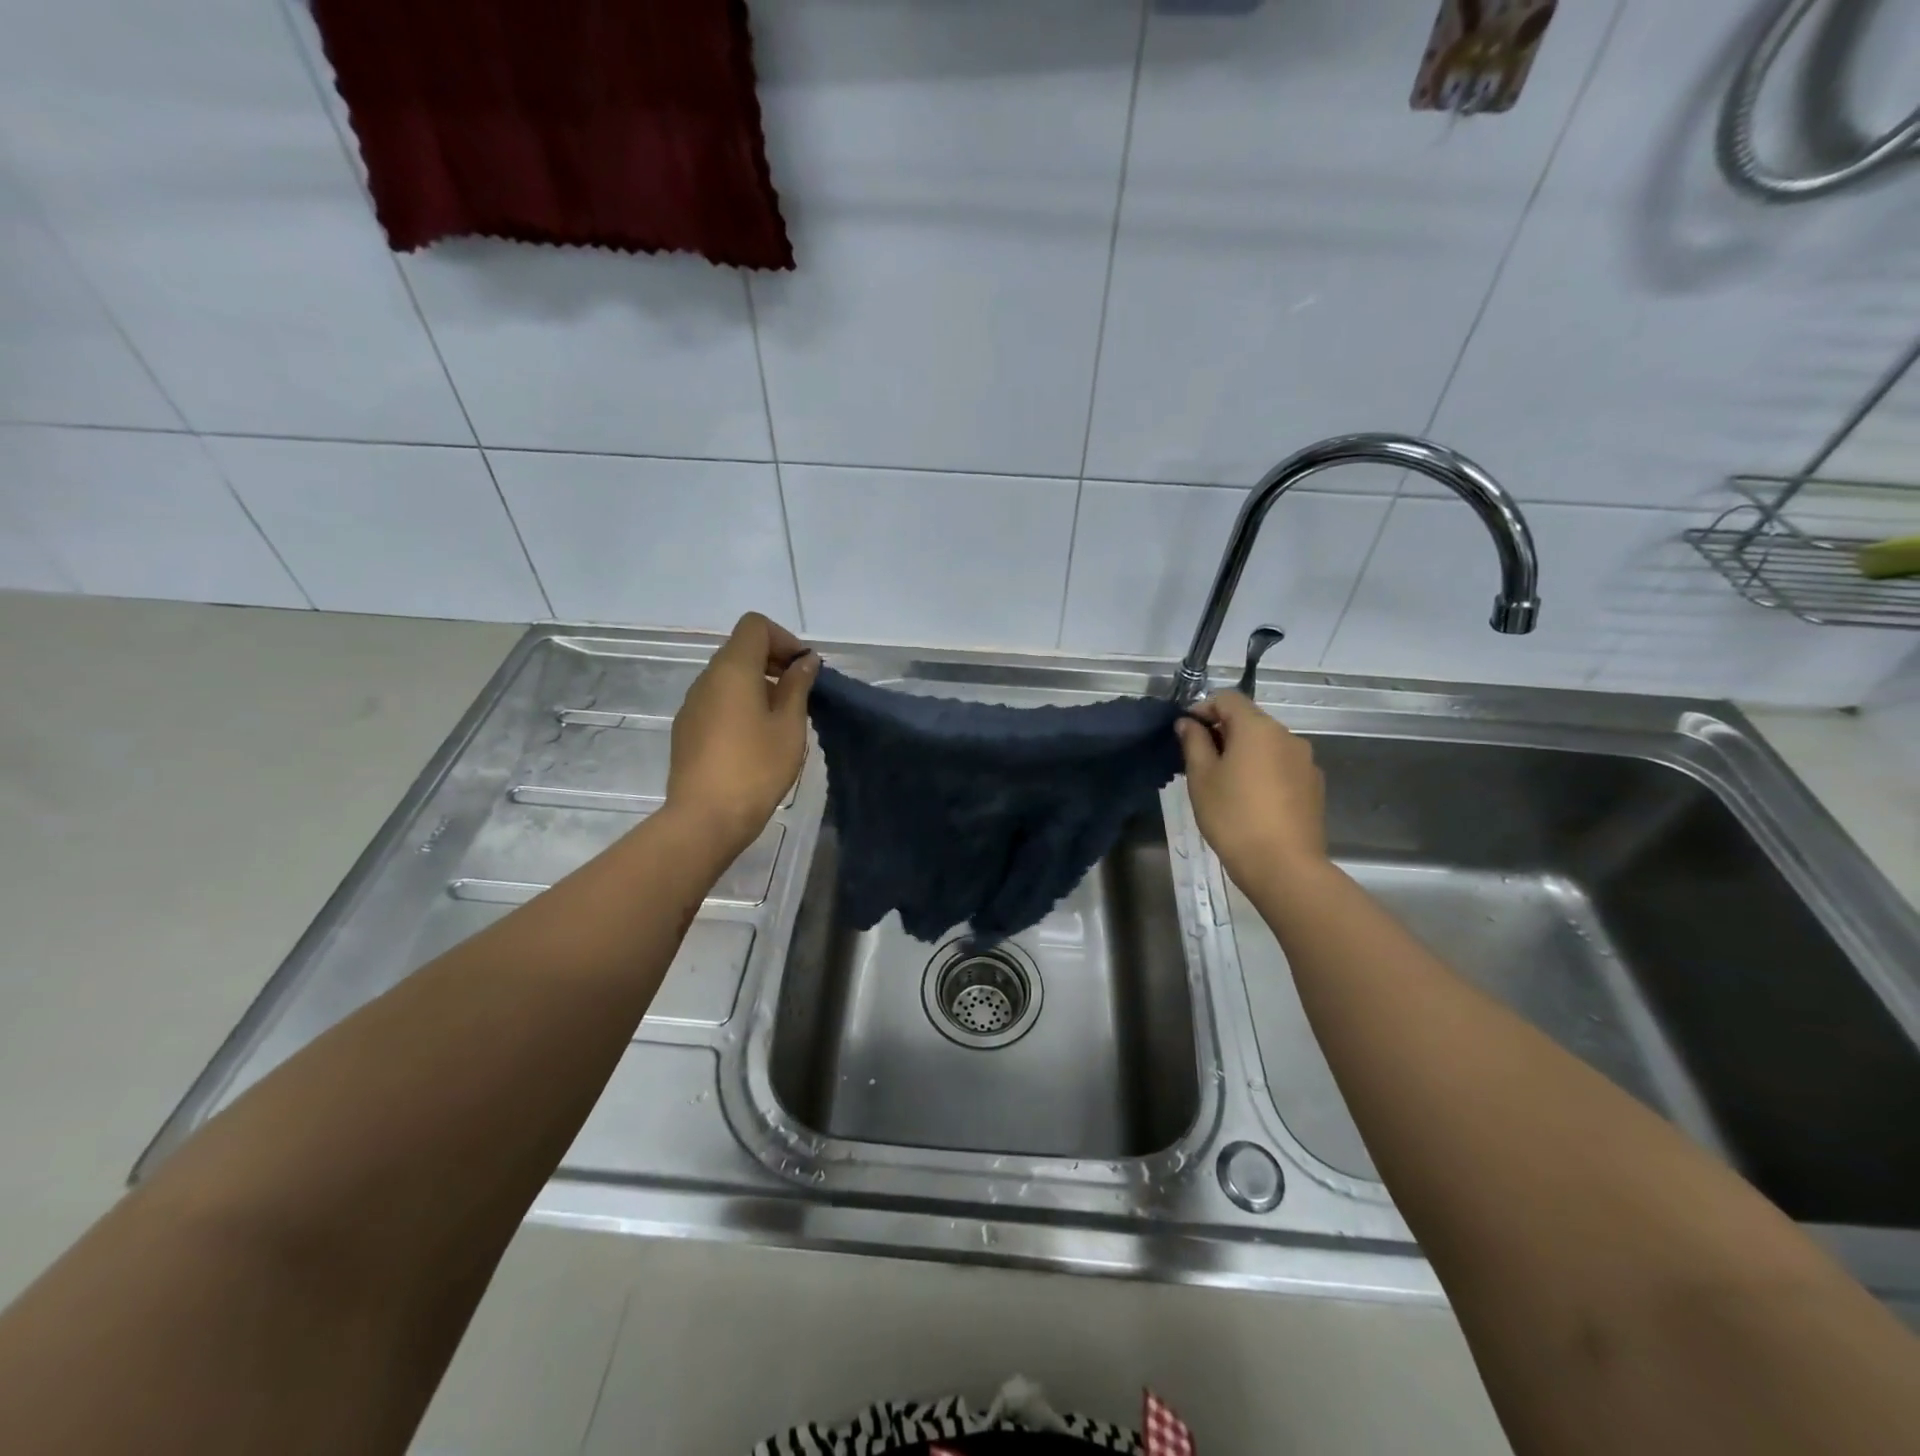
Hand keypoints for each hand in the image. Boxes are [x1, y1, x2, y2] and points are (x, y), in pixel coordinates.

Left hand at [667, 613, 817, 855]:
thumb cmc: (756, 768)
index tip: (803, 670)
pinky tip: (756, 741)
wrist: (705, 818)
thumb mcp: (789, 726)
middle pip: (740, 650)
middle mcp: (706, 679)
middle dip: (774, 662)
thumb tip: (805, 661)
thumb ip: (797, 686)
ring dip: (758, 686)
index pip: (755, 626)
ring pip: (728, 678)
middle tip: (800, 695)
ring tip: (781, 721)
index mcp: (732, 670)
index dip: (784, 639)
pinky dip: (740, 706)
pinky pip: (717, 702)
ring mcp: (692, 705)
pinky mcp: (687, 730)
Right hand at [1175, 691, 1327, 885]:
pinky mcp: (1314, 785)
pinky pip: (1282, 765)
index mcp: (1258, 728)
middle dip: (1224, 732)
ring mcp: (1305, 761)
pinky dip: (1264, 770)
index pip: (1228, 698)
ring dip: (1245, 752)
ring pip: (1267, 744)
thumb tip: (1188, 723)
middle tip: (1200, 761)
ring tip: (1225, 784)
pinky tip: (1252, 800)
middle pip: (1250, 720)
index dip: (1203, 708)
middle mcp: (1287, 736)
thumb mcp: (1201, 778)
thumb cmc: (1233, 816)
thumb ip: (1194, 743)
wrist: (1283, 865)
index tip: (1186, 733)